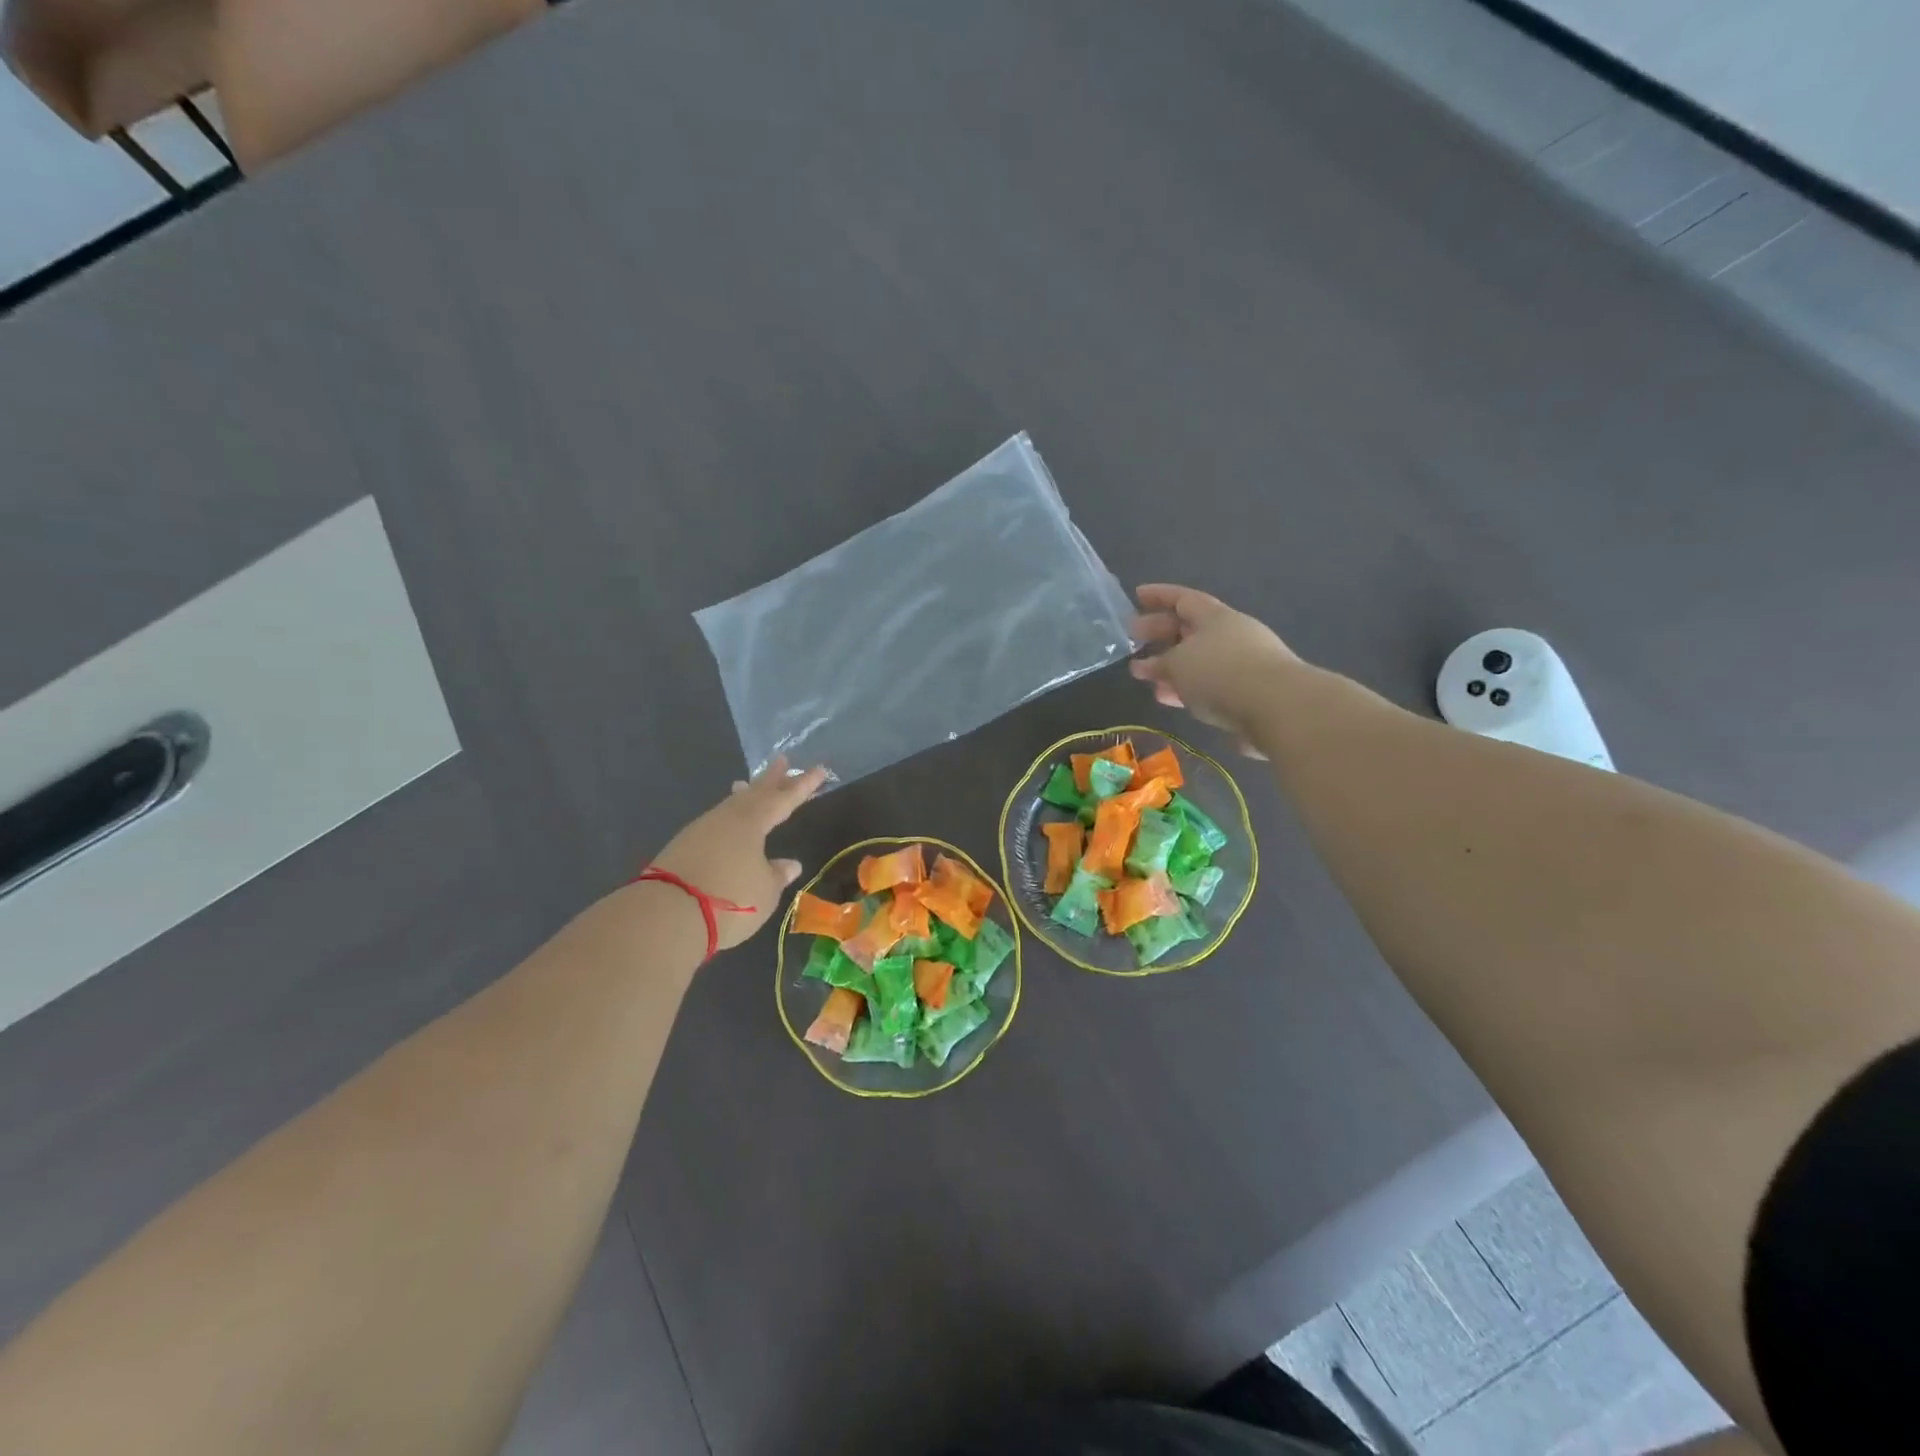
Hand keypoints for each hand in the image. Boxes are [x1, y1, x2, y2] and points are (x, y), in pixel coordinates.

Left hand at [651, 757, 827, 950]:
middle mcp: (726, 819)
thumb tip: (789, 864)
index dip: (804, 786)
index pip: (785, 800)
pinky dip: (727, 816)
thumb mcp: (765, 891)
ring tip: (748, 785)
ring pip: (730, 806)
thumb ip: (777, 875)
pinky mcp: (682, 848)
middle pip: (754, 793)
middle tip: (781, 759)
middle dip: (771, 778)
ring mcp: (700, 831)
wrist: (666, 915)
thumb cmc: (730, 899)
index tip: (820, 768)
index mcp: (752, 822)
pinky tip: (726, 824)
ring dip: (744, 795)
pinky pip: (714, 823)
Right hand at [1129, 583, 1298, 745]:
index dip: (1158, 596)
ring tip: (1148, 680)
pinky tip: (1175, 701)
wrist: (1278, 707)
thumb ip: (1158, 664)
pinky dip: (1190, 689)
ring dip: (1173, 667)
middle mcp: (1232, 634)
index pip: (1183, 598)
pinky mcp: (1251, 692)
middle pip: (1190, 629)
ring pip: (1200, 660)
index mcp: (1215, 617)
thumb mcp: (1177, 665)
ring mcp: (1245, 663)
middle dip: (1161, 634)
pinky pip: (1212, 685)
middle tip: (1134, 640)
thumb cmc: (1219, 673)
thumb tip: (1145, 666)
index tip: (1136, 596)